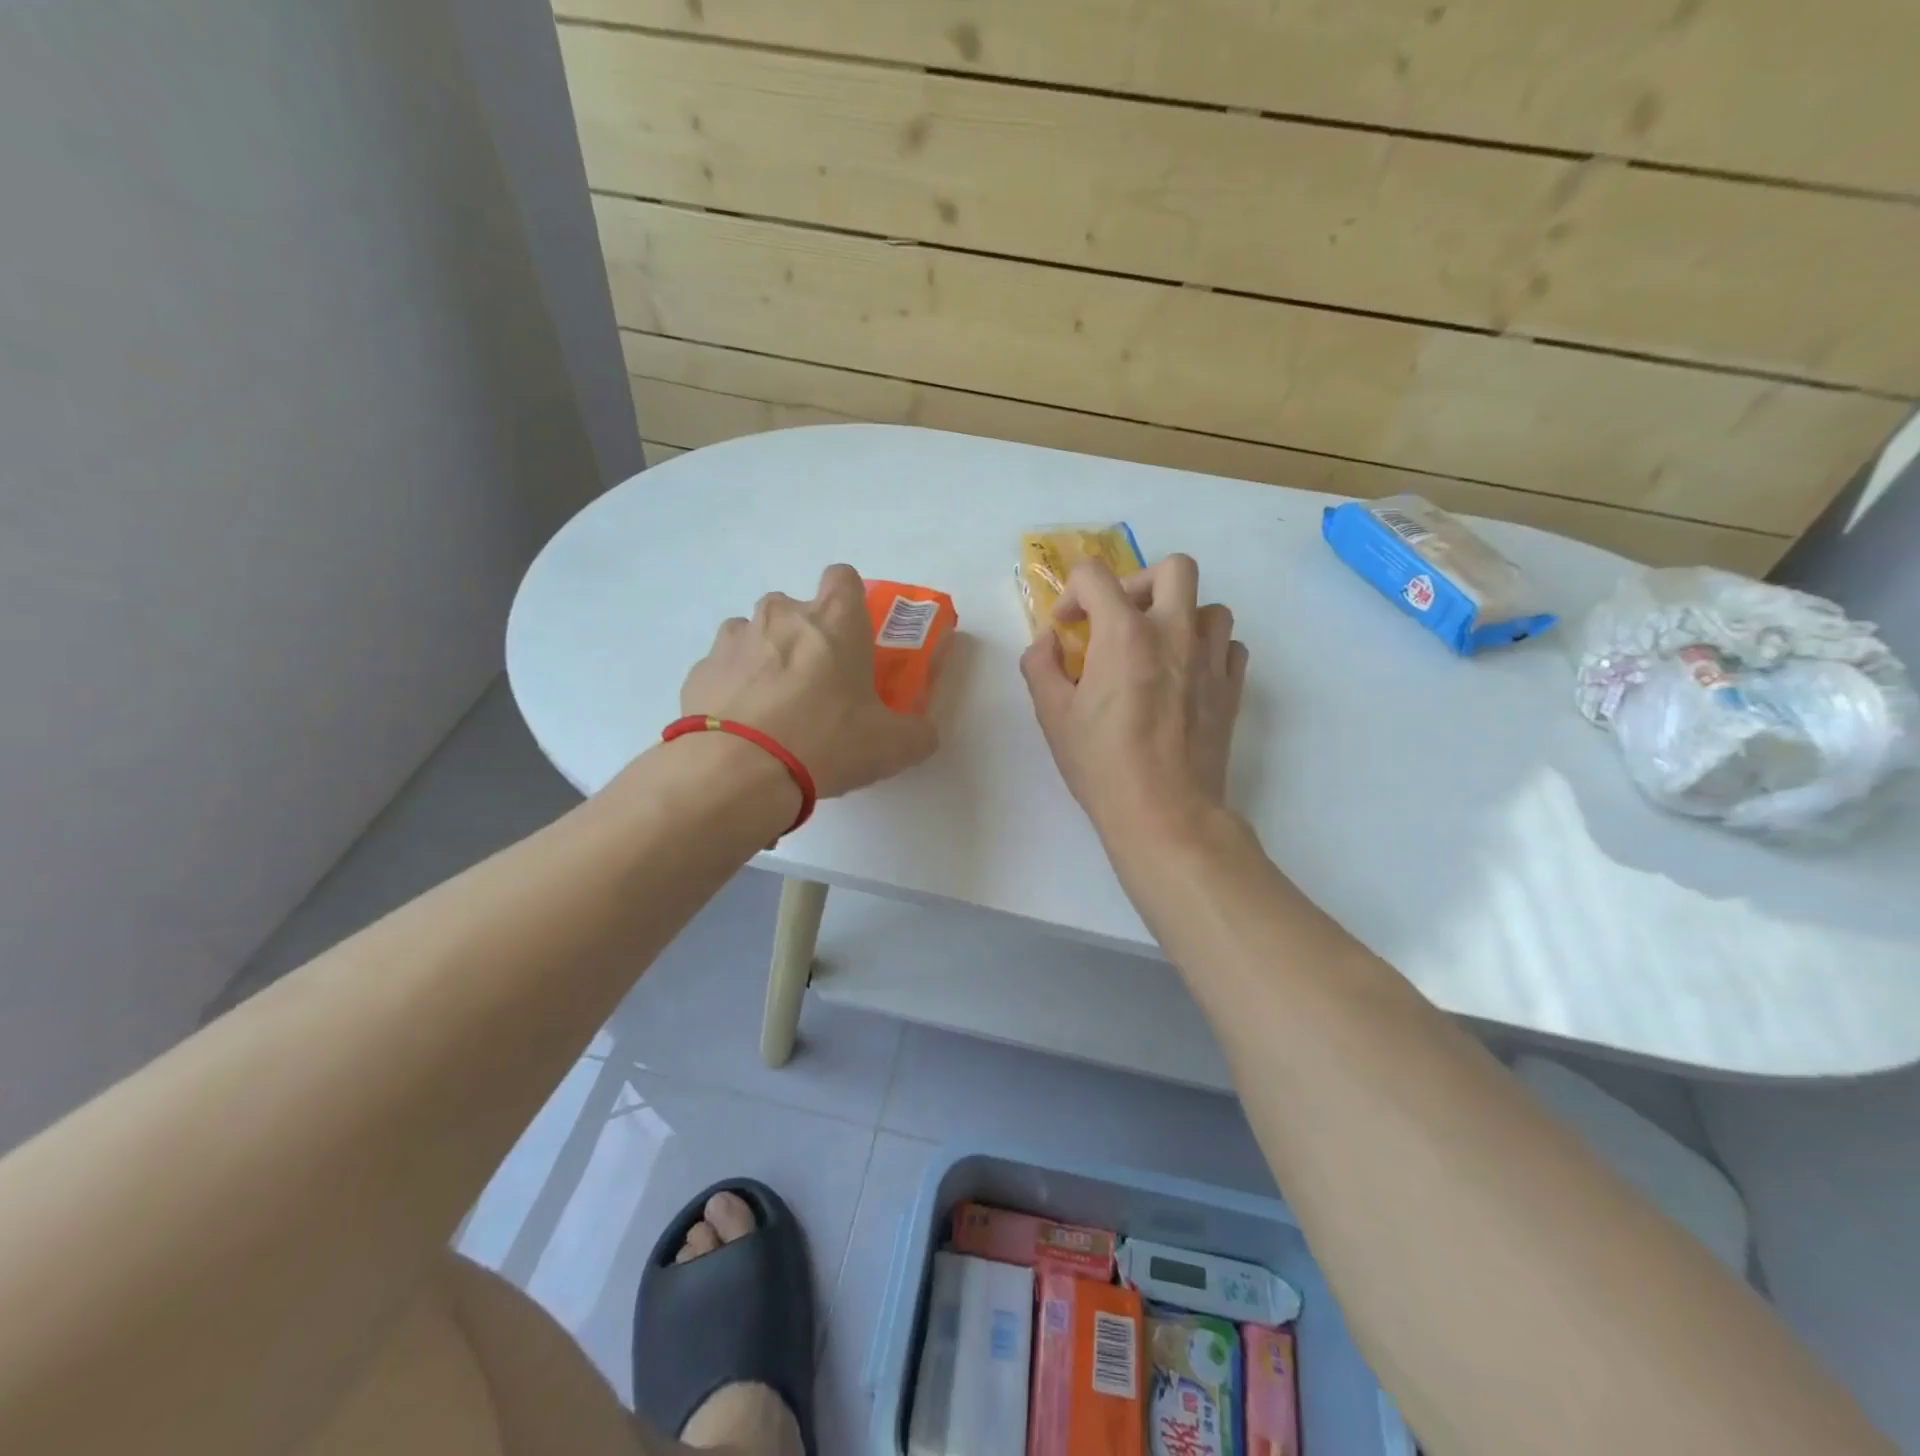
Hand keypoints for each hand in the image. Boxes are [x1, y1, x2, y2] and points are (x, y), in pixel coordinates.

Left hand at [680, 564, 938, 798]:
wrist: (737, 772)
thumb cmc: (826, 742)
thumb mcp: (893, 746)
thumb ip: (918, 732)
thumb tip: (923, 733)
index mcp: (833, 621)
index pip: (843, 577)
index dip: (849, 602)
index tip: (853, 637)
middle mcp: (781, 615)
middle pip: (795, 608)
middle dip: (805, 637)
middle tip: (817, 685)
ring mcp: (734, 639)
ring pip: (754, 634)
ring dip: (766, 659)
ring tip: (774, 709)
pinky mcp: (700, 671)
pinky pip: (724, 670)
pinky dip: (734, 689)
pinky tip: (743, 729)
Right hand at [1020, 554, 1247, 837]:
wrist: (1164, 812)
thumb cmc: (1102, 764)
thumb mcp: (1052, 715)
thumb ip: (1041, 665)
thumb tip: (1050, 641)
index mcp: (1123, 634)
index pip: (1095, 575)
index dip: (1073, 593)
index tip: (1067, 627)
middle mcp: (1173, 632)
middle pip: (1174, 568)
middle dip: (1140, 583)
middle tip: (1121, 619)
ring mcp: (1210, 659)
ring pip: (1209, 606)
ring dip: (1181, 616)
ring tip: (1157, 648)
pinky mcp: (1232, 688)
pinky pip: (1229, 645)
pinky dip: (1208, 649)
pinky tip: (1186, 674)